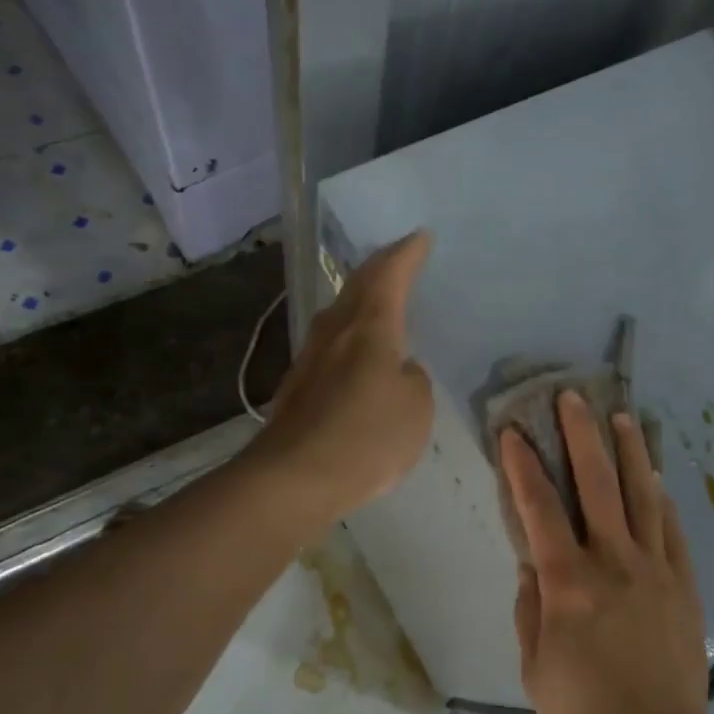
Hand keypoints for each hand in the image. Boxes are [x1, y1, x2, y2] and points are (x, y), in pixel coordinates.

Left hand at [249, 231, 434, 526]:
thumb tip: (397, 369)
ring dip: (361, 295)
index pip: (390, 275)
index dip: (408, 254)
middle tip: (400, 255)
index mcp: (370, 327)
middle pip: (359, 285)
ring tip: (379, 294)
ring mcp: (311, 357)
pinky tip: (355, 347)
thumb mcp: (415, 407)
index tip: (421, 235)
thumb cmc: (366, 436)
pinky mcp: (298, 385)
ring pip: (340, 311)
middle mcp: (336, 331)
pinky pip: (331, 342)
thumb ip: (413, 379)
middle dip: (381, 266)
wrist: (293, 478)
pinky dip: (349, 330)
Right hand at [502, 392, 713, 713]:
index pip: (540, 508)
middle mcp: (614, 562)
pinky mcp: (684, 584)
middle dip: (581, 434)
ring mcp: (655, 569)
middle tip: (573, 396)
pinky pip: (672, 529)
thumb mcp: (535, 668)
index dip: (523, 465)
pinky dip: (661, 498)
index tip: (513, 431)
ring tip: (621, 417)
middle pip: (597, 483)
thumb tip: (529, 563)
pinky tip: (655, 478)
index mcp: (569, 582)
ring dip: (629, 451)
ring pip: (642, 494)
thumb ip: (529, 609)